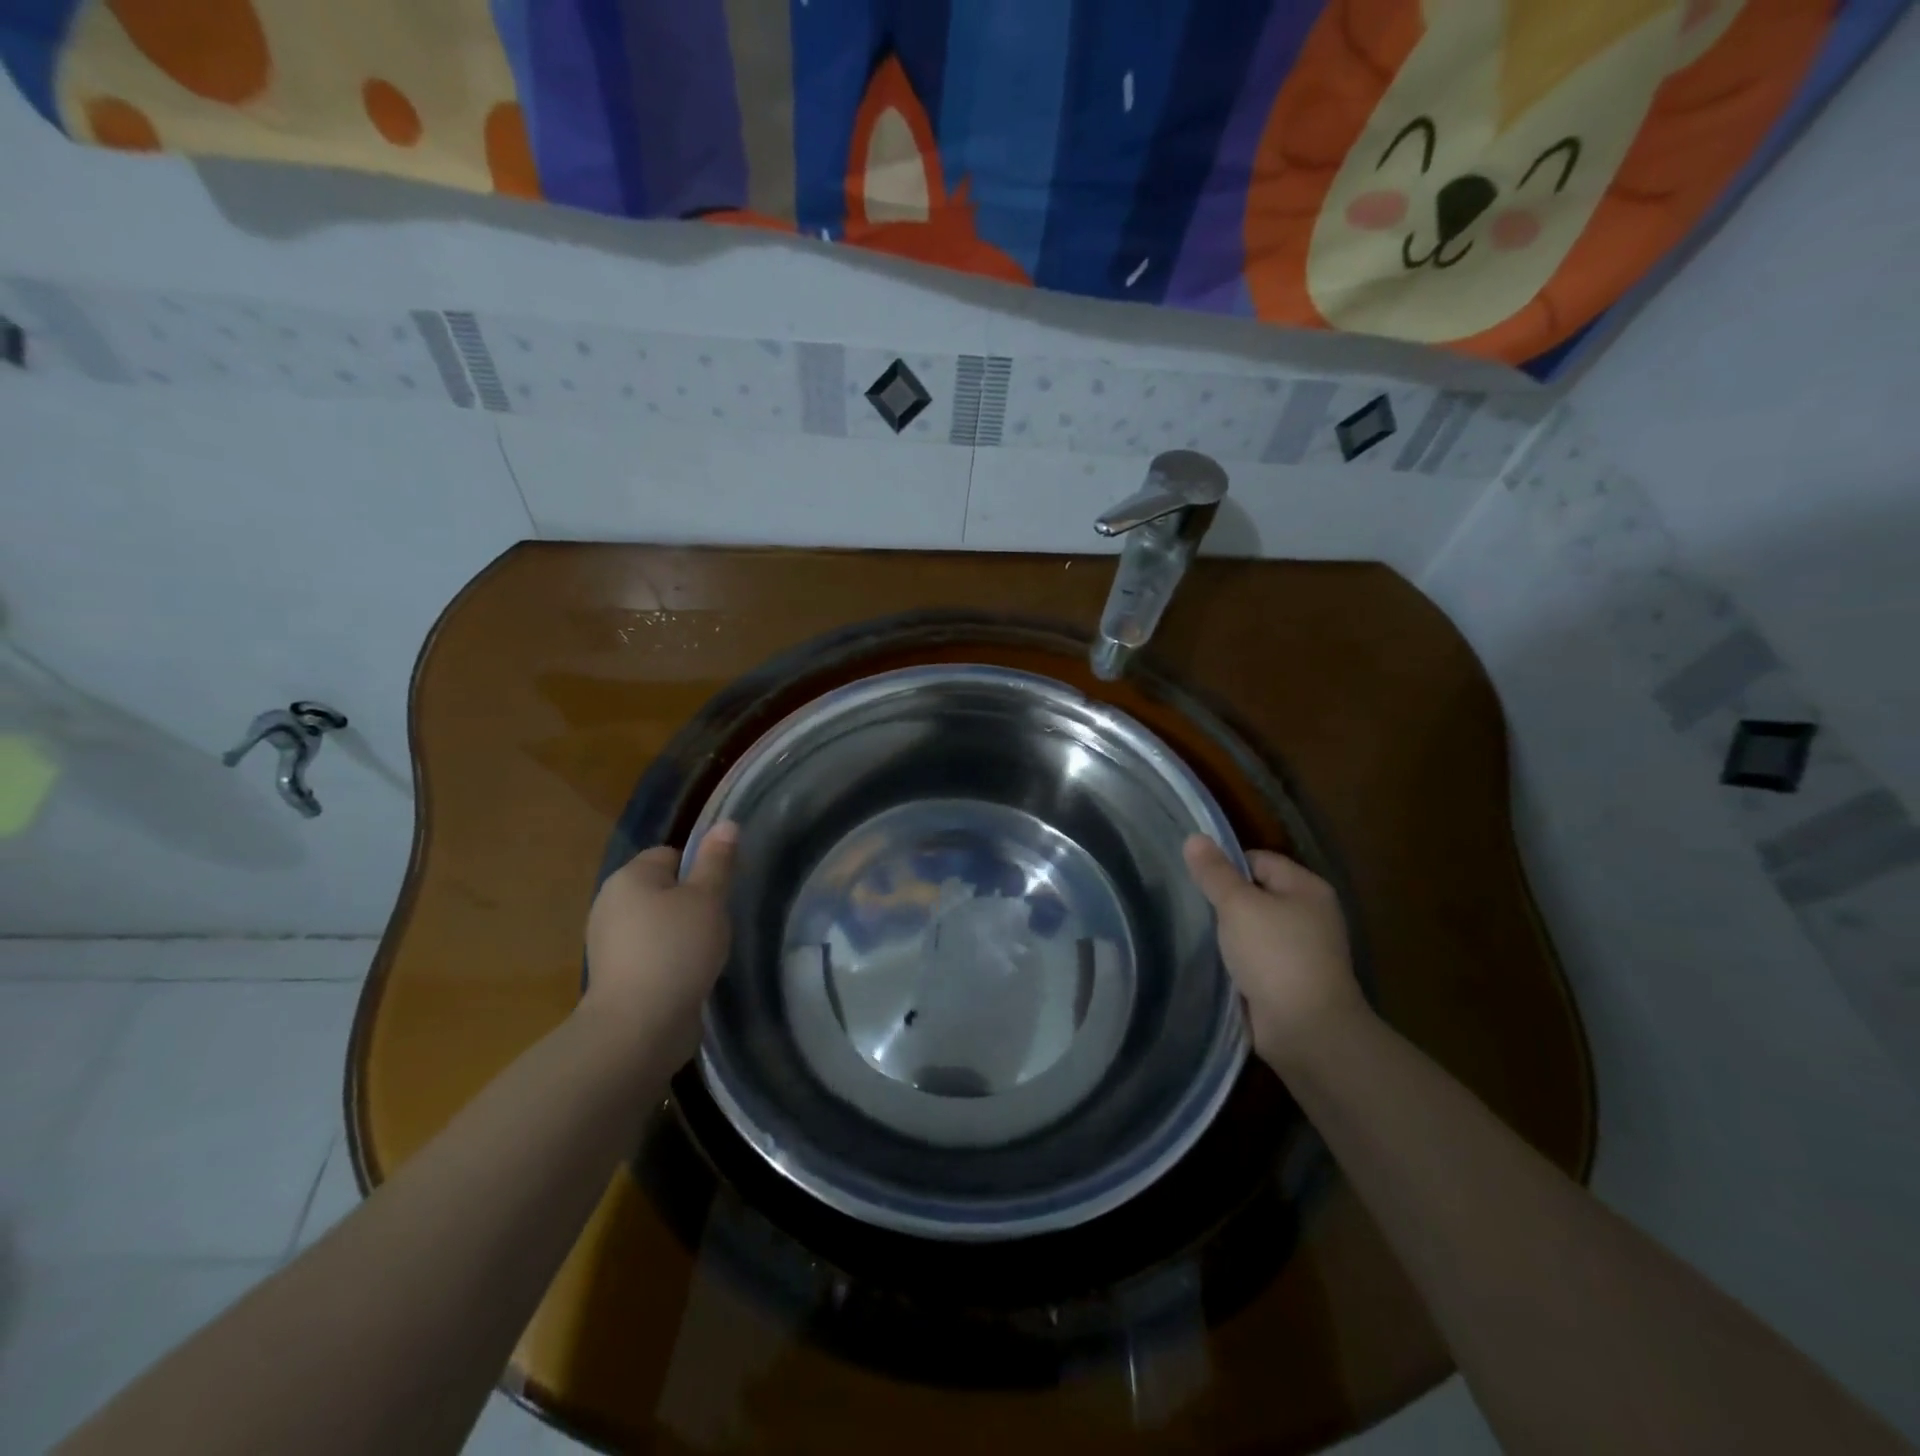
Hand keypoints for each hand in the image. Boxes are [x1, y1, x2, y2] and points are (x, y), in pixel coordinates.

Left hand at [582, 823, 738, 1059]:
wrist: (638, 1027)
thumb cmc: (676, 949)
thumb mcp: (707, 899)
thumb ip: (718, 861)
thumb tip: (727, 823)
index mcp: (629, 877)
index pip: (670, 854)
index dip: (699, 869)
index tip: (719, 894)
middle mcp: (611, 903)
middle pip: (662, 889)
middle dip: (691, 903)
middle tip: (717, 923)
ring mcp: (608, 943)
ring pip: (657, 923)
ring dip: (681, 934)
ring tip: (706, 952)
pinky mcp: (614, 976)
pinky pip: (649, 954)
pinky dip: (669, 960)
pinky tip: (688, 975)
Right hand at [1184, 836, 1366, 1069]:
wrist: (1307, 1030)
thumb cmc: (1276, 956)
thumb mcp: (1238, 906)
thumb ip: (1215, 873)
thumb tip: (1194, 837)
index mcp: (1307, 888)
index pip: (1258, 860)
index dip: (1225, 867)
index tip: (1193, 880)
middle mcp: (1310, 915)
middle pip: (1256, 894)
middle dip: (1223, 901)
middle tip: (1189, 906)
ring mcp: (1302, 951)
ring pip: (1253, 929)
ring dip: (1228, 934)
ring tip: (1195, 933)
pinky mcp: (1290, 982)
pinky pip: (1255, 959)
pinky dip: (1237, 961)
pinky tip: (1213, 963)